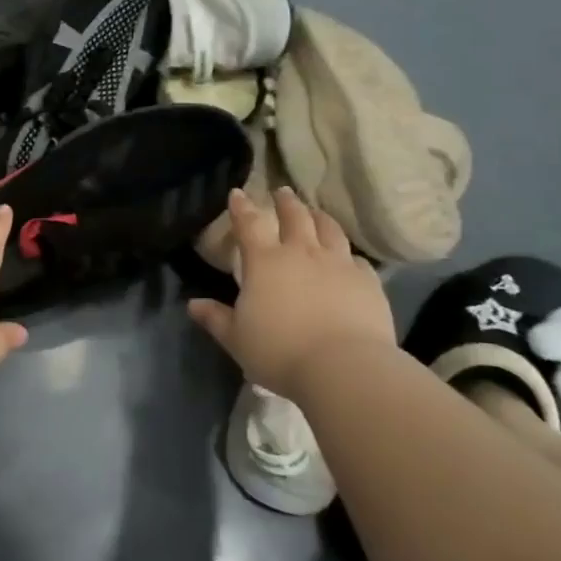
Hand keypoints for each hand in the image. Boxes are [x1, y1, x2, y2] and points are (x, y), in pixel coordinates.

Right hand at [187, 187, 394, 395]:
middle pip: (295, 216)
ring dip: (319, 217)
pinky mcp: (367, 282)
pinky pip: (356, 260)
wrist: (342, 368)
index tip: (238, 192)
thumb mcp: (236, 339)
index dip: (242, 207)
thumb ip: (215, 318)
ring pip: (329, 229)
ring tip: (315, 212)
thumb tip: (193, 304)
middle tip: (282, 192)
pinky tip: (348, 258)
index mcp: (265, 262)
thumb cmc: (279, 351)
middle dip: (286, 202)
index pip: (249, 224)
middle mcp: (302, 253)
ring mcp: (338, 264)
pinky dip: (348, 254)